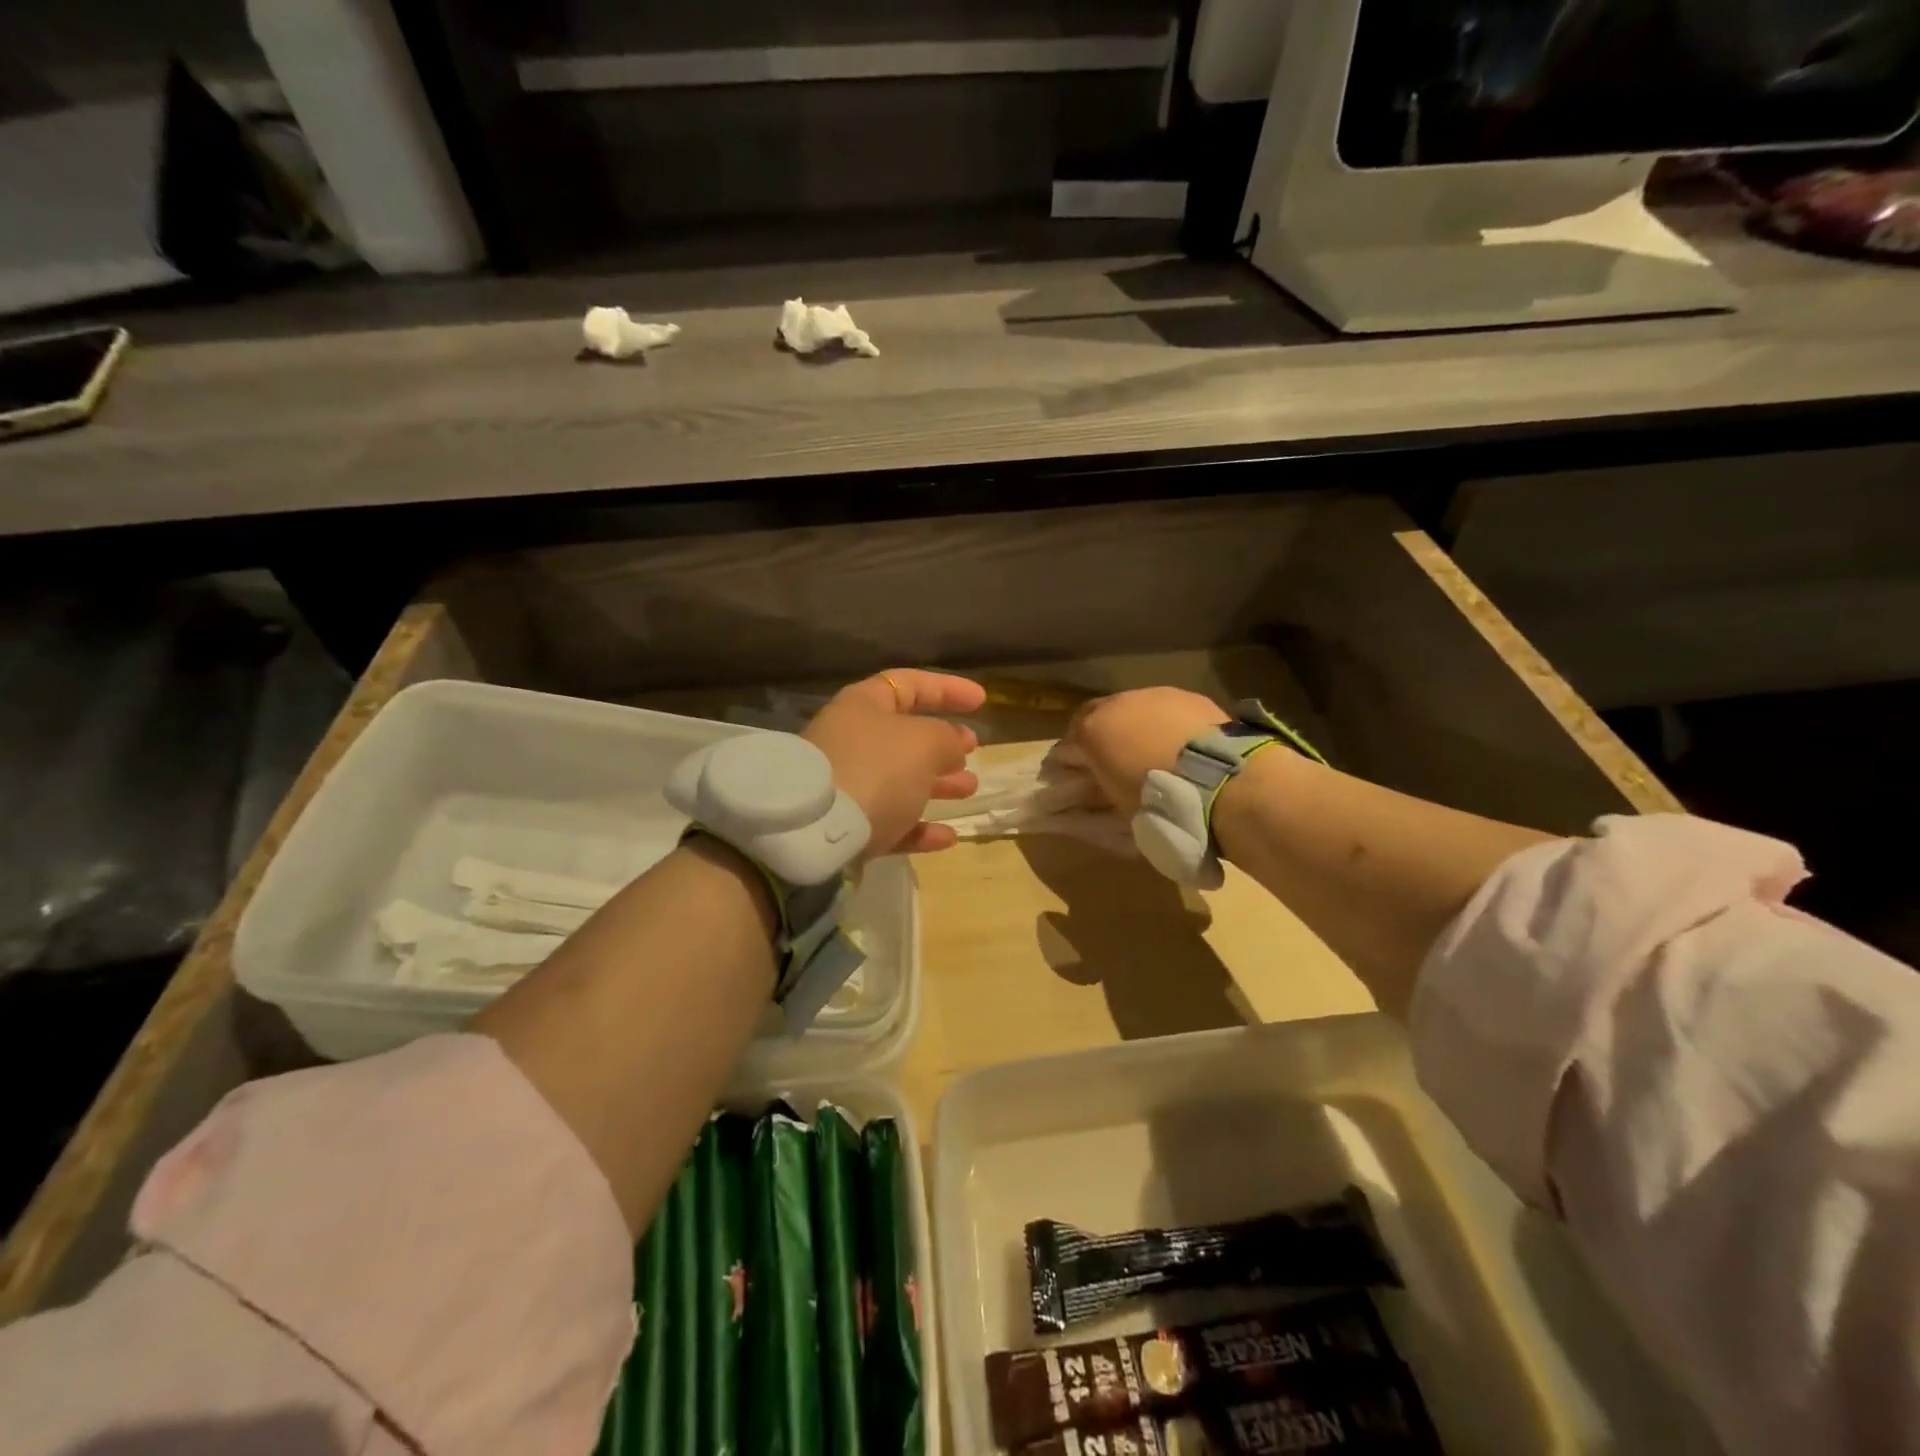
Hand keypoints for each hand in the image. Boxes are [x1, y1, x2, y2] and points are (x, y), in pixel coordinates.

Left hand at [804, 670, 984, 855]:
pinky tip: (948, 837)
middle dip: (943, 743)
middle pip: (905, 735)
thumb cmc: (875, 769)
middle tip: (972, 751)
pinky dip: (919, 828)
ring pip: (901, 780)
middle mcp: (853, 741)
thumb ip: (947, 738)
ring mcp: (848, 785)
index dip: (947, 689)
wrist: (816, 831)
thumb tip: (954, 745)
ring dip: (938, 784)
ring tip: (969, 789)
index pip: (909, 685)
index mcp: (864, 706)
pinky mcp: (847, 827)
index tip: (981, 701)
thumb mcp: (924, 743)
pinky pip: (891, 822)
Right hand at [1062, 687, 1228, 812]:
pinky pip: (1167, 708)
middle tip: (1114, 756)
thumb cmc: (1157, 799)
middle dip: (1103, 732)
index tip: (1079, 770)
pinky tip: (1180, 742)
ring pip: (1136, 706)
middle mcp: (1118, 703)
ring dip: (1137, 724)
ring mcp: (1155, 695)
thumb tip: (1093, 786)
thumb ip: (1100, 787)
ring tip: (1152, 749)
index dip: (1074, 754)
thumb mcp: (1118, 803)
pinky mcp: (1189, 696)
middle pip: (1100, 713)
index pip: (1070, 738)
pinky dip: (1167, 722)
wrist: (1218, 779)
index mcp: (1092, 730)